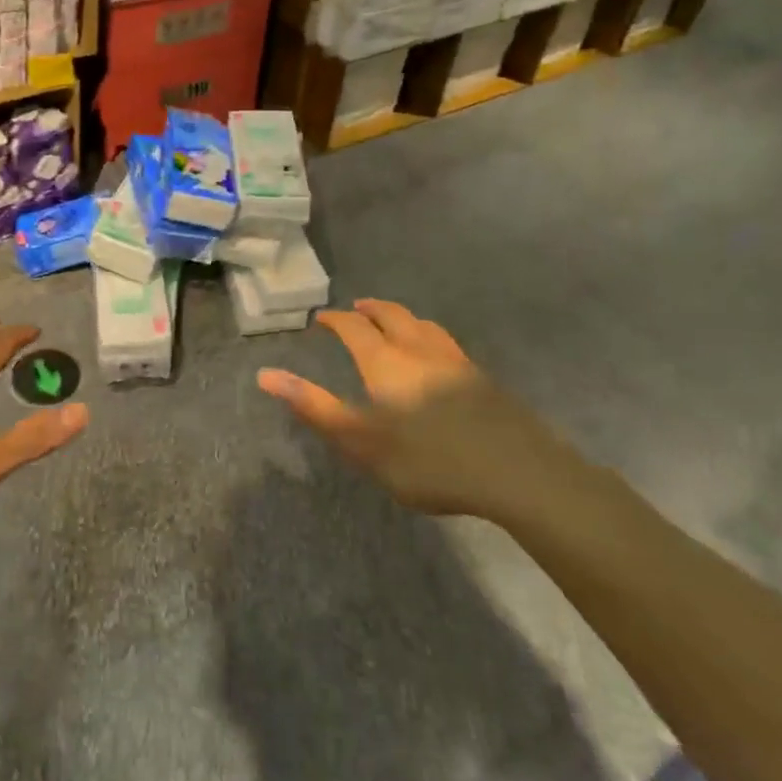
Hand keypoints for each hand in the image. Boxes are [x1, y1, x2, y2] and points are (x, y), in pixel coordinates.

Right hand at [258, 299, 573, 522]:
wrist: (517, 473)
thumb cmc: (428, 460)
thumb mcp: (360, 441)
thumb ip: (313, 406)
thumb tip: (264, 373)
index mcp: (385, 361)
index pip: (354, 327)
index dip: (335, 320)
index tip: (322, 319)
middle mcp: (418, 349)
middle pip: (391, 315)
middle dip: (370, 308)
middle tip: (356, 307)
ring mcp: (455, 361)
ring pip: (423, 325)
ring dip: (402, 317)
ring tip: (394, 322)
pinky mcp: (483, 379)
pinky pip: (447, 342)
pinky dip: (429, 336)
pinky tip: (436, 355)